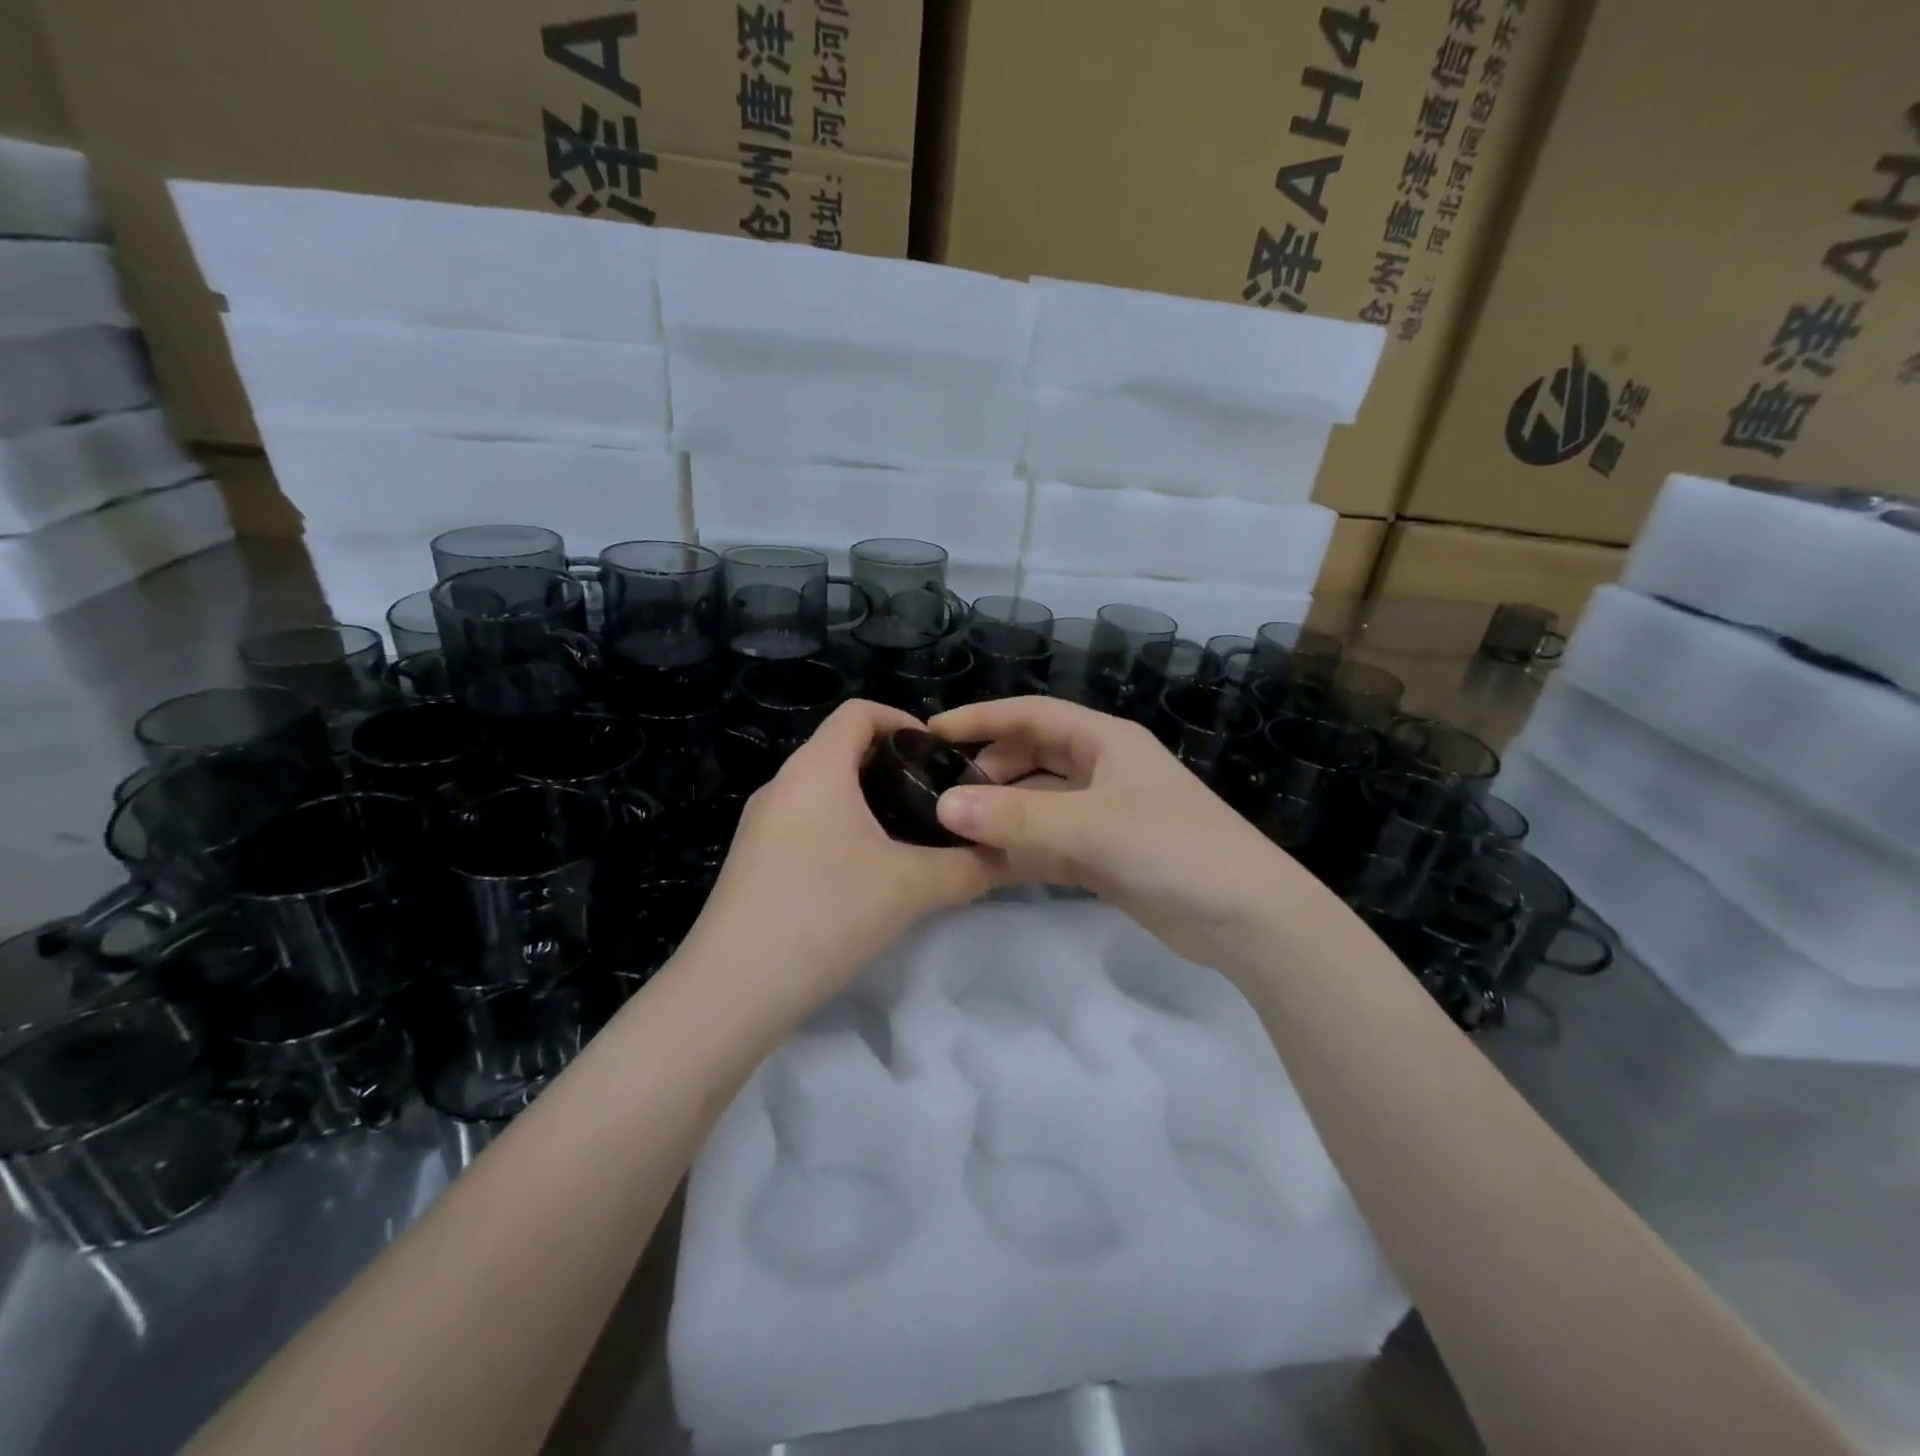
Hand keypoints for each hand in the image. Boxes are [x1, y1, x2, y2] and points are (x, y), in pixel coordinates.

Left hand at [680, 699, 1001, 1020]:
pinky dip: (839, 828)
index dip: (902, 721)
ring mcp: (760, 823)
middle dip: (891, 766)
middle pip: (841, 749)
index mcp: (816, 769)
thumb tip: (1008, 855)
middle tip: (934, 802)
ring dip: (865, 801)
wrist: (735, 988)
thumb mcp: (912, 888)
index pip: (859, 713)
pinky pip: (804, 822)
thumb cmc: (827, 912)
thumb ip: (969, 867)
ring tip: (906, 838)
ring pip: (822, 789)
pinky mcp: (752, 859)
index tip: (937, 757)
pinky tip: (863, 874)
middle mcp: (782, 784)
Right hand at [929, 697, 1319, 975]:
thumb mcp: (1091, 826)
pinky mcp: (1106, 856)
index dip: (982, 718)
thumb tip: (942, 807)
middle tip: (943, 794)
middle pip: (1032, 757)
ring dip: (1002, 816)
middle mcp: (1102, 770)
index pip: (1031, 714)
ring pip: (1038, 804)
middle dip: (989, 770)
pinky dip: (1020, 851)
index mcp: (1105, 741)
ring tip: (952, 833)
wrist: (1245, 917)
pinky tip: (984, 865)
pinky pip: (1050, 844)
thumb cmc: (1173, 847)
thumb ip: (1016, 818)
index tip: (933, 732)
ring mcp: (1105, 815)